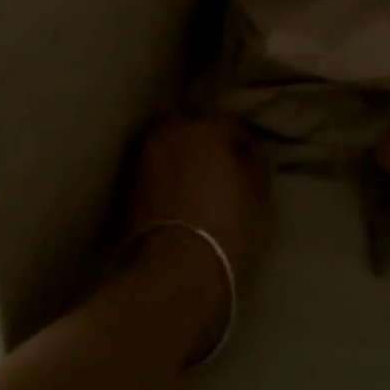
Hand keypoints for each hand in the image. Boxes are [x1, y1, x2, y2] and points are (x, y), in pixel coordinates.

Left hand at [126, 113, 268, 281]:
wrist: (176, 268)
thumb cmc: (227, 226)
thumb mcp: (258, 195)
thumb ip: (256, 164)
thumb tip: (249, 151)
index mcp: (206, 128)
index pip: (229, 121)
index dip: (242, 138)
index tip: (250, 157)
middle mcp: (172, 133)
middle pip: (192, 125)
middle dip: (205, 137)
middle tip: (219, 161)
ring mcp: (147, 158)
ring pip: (170, 144)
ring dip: (183, 153)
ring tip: (197, 177)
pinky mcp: (132, 184)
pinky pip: (157, 167)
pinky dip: (168, 172)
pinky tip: (180, 191)